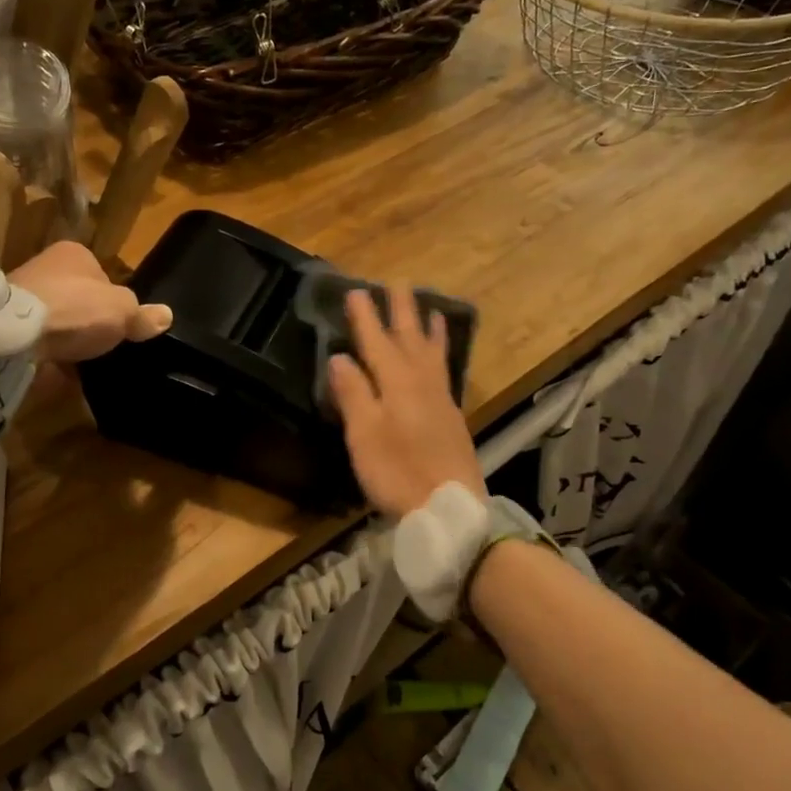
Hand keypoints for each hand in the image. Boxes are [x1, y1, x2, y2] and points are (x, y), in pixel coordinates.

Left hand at [9, 241, 170, 362]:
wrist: (15, 336)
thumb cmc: (76, 309)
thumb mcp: (123, 311)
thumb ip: (143, 315)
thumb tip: (166, 316)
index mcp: (73, 253)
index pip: (102, 274)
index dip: (114, 299)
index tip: (121, 323)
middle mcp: (44, 267)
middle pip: (78, 297)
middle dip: (89, 319)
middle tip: (105, 344)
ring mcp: (23, 297)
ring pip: (57, 319)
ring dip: (69, 338)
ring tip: (85, 361)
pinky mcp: (8, 326)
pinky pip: (39, 341)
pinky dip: (50, 354)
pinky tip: (63, 370)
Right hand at [327, 286, 482, 518]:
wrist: (448, 507)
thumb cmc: (398, 471)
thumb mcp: (364, 434)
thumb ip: (353, 393)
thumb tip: (339, 357)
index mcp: (397, 383)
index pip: (376, 341)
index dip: (365, 316)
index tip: (355, 290)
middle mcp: (422, 382)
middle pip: (410, 338)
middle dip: (401, 310)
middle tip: (399, 282)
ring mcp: (441, 399)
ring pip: (432, 352)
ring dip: (427, 328)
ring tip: (430, 308)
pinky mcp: (451, 417)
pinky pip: (444, 369)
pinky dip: (441, 353)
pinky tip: (439, 357)